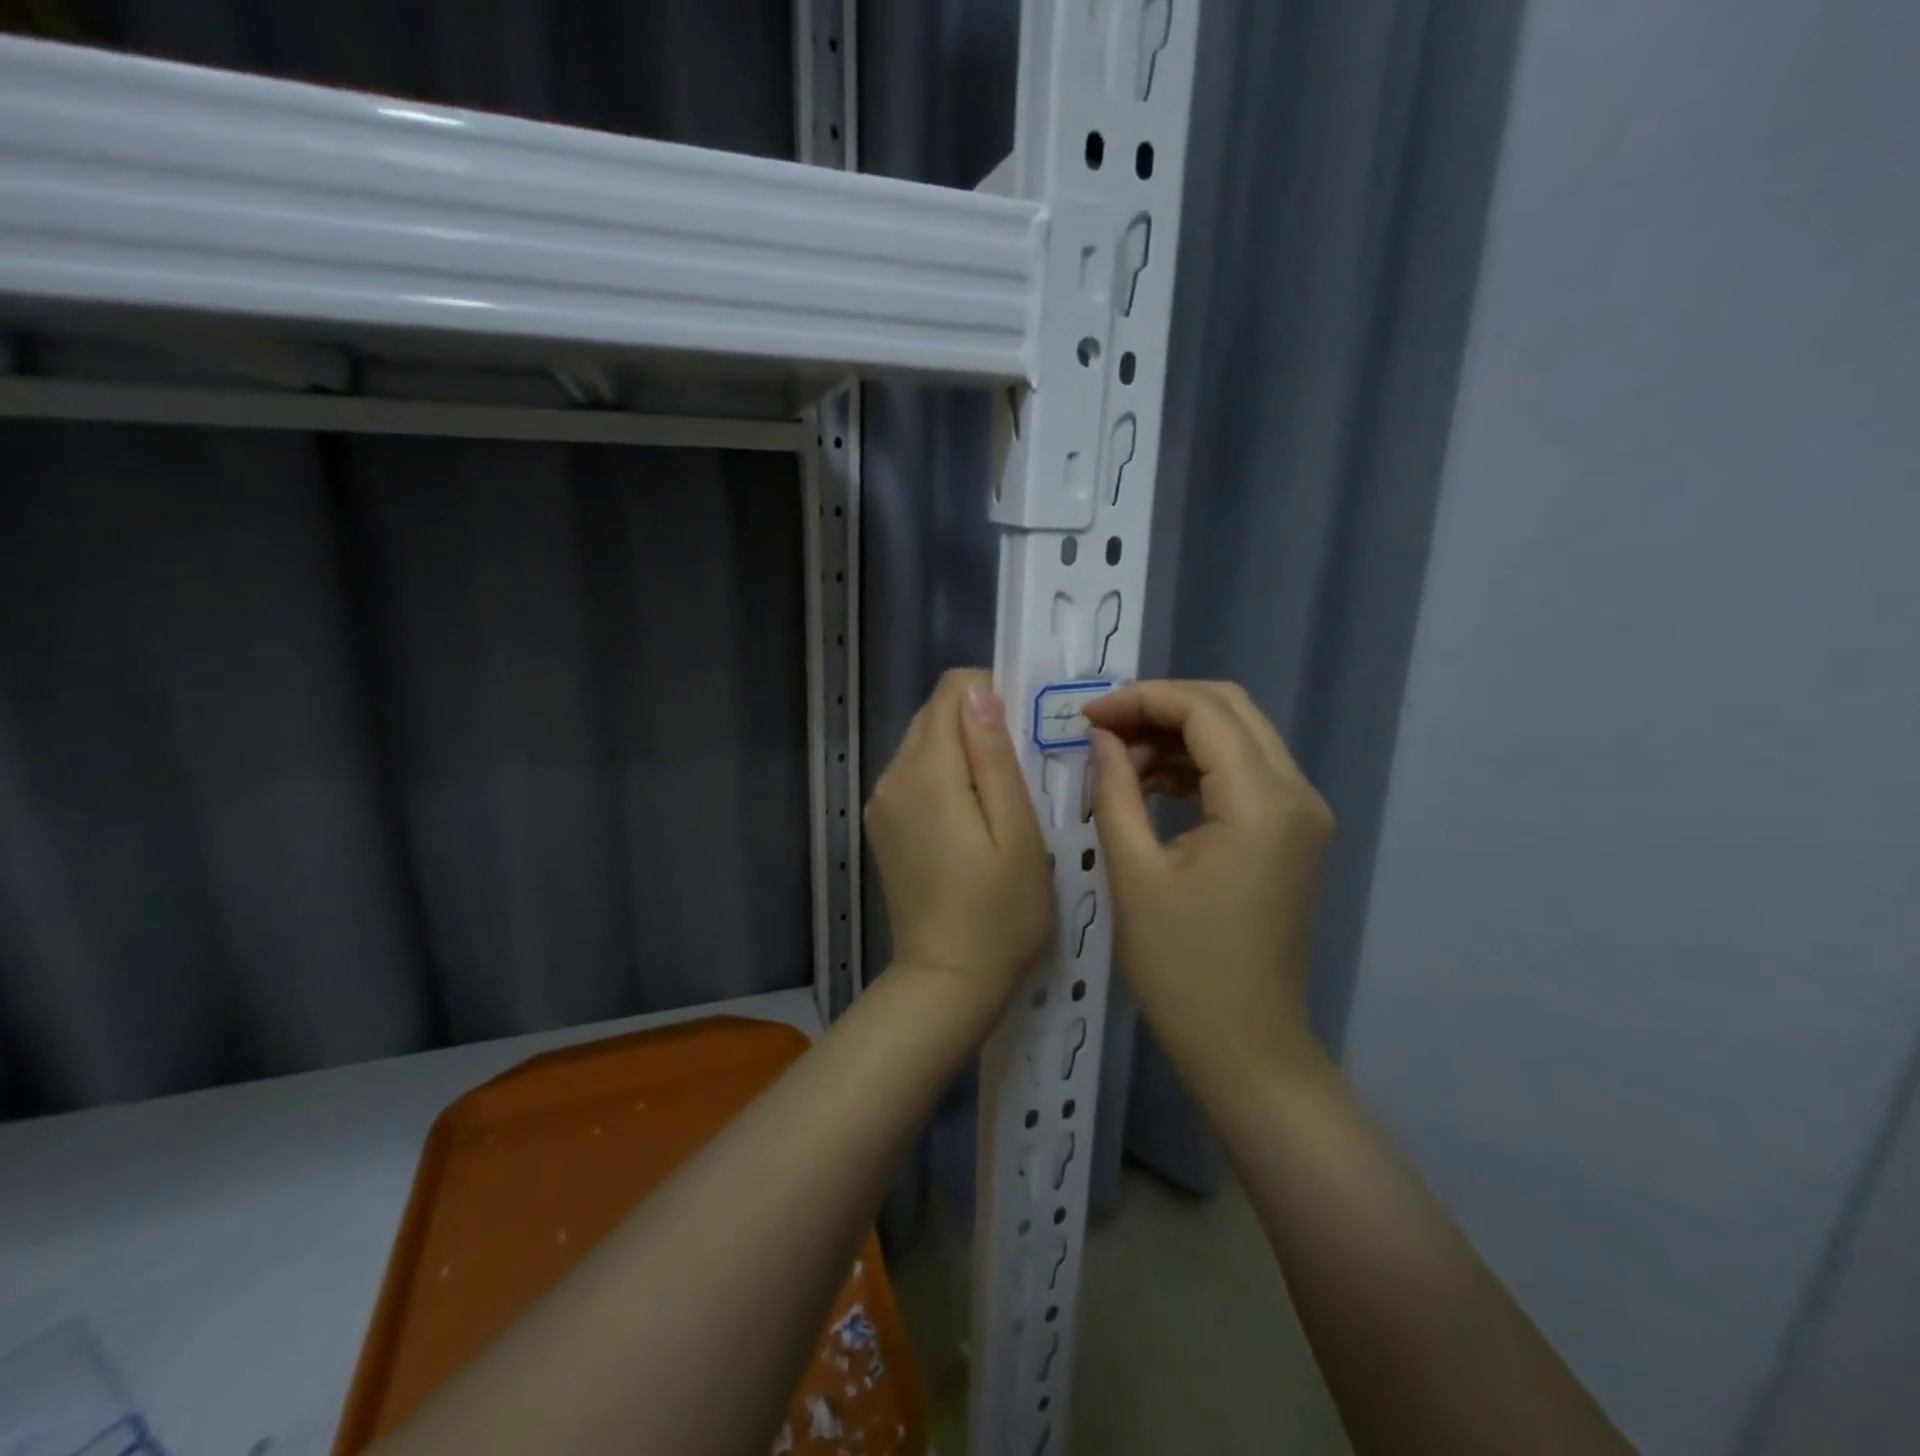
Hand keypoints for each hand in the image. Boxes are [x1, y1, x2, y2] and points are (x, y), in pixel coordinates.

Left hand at [866, 669, 1052, 1009]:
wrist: (946, 980)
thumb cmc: (1000, 911)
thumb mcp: (1017, 831)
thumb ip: (994, 756)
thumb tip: (979, 693)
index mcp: (928, 771)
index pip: (951, 691)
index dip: (992, 694)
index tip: (1025, 730)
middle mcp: (893, 776)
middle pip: (934, 714)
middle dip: (977, 721)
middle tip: (1021, 765)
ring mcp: (881, 803)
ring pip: (923, 743)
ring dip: (962, 750)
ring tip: (1000, 794)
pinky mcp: (882, 826)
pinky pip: (913, 776)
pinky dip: (943, 776)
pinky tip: (971, 817)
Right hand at [1085, 681, 1334, 1084]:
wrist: (1245, 1046)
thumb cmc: (1182, 968)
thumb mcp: (1134, 873)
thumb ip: (1115, 789)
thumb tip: (1101, 736)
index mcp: (1262, 802)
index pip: (1204, 711)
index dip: (1141, 700)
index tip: (1087, 718)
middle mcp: (1297, 793)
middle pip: (1229, 709)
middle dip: (1160, 709)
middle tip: (1102, 732)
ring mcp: (1302, 814)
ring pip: (1238, 736)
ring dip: (1177, 736)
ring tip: (1119, 763)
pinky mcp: (1292, 833)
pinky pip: (1244, 772)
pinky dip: (1197, 765)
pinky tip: (1151, 785)